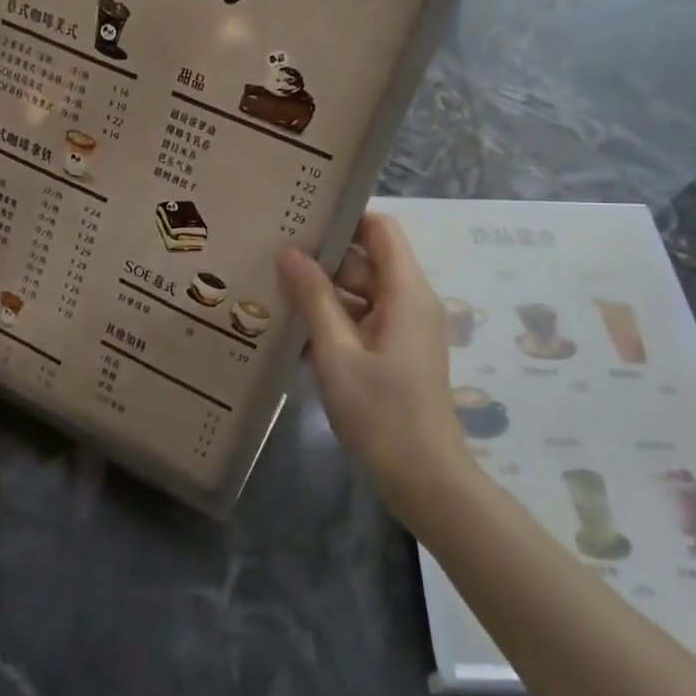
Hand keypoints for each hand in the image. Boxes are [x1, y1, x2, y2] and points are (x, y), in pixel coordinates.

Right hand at [277, 212, 473, 520]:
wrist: (424, 479)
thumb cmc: (381, 413)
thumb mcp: (337, 353)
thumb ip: (314, 299)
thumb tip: (289, 251)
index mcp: (406, 292)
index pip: (380, 230)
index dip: (345, 218)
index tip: (301, 216)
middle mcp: (410, 302)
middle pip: (365, 261)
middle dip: (322, 258)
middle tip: (271, 252)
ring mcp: (403, 329)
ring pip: (359, 293)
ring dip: (321, 293)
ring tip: (271, 288)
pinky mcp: (394, 352)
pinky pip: (360, 321)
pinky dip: (331, 322)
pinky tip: (290, 332)